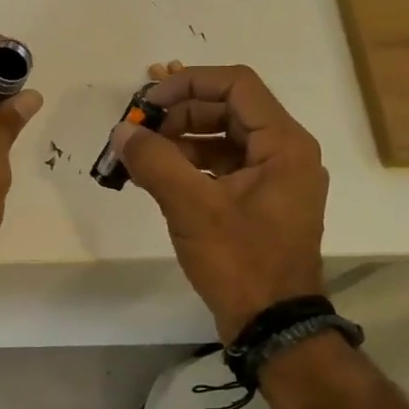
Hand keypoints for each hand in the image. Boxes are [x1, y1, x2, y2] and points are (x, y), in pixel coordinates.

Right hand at [112, 63, 326, 341]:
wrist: (273, 324)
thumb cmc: (241, 261)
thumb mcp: (192, 207)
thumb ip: (154, 161)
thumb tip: (122, 132)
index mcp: (284, 144)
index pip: (236, 84)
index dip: (188, 83)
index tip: (147, 102)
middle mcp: (285, 152)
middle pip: (228, 109)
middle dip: (179, 114)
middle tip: (138, 131)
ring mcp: (274, 179)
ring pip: (223, 138)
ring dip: (180, 140)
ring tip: (140, 156)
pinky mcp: (259, 202)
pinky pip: (222, 166)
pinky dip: (189, 165)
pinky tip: (156, 178)